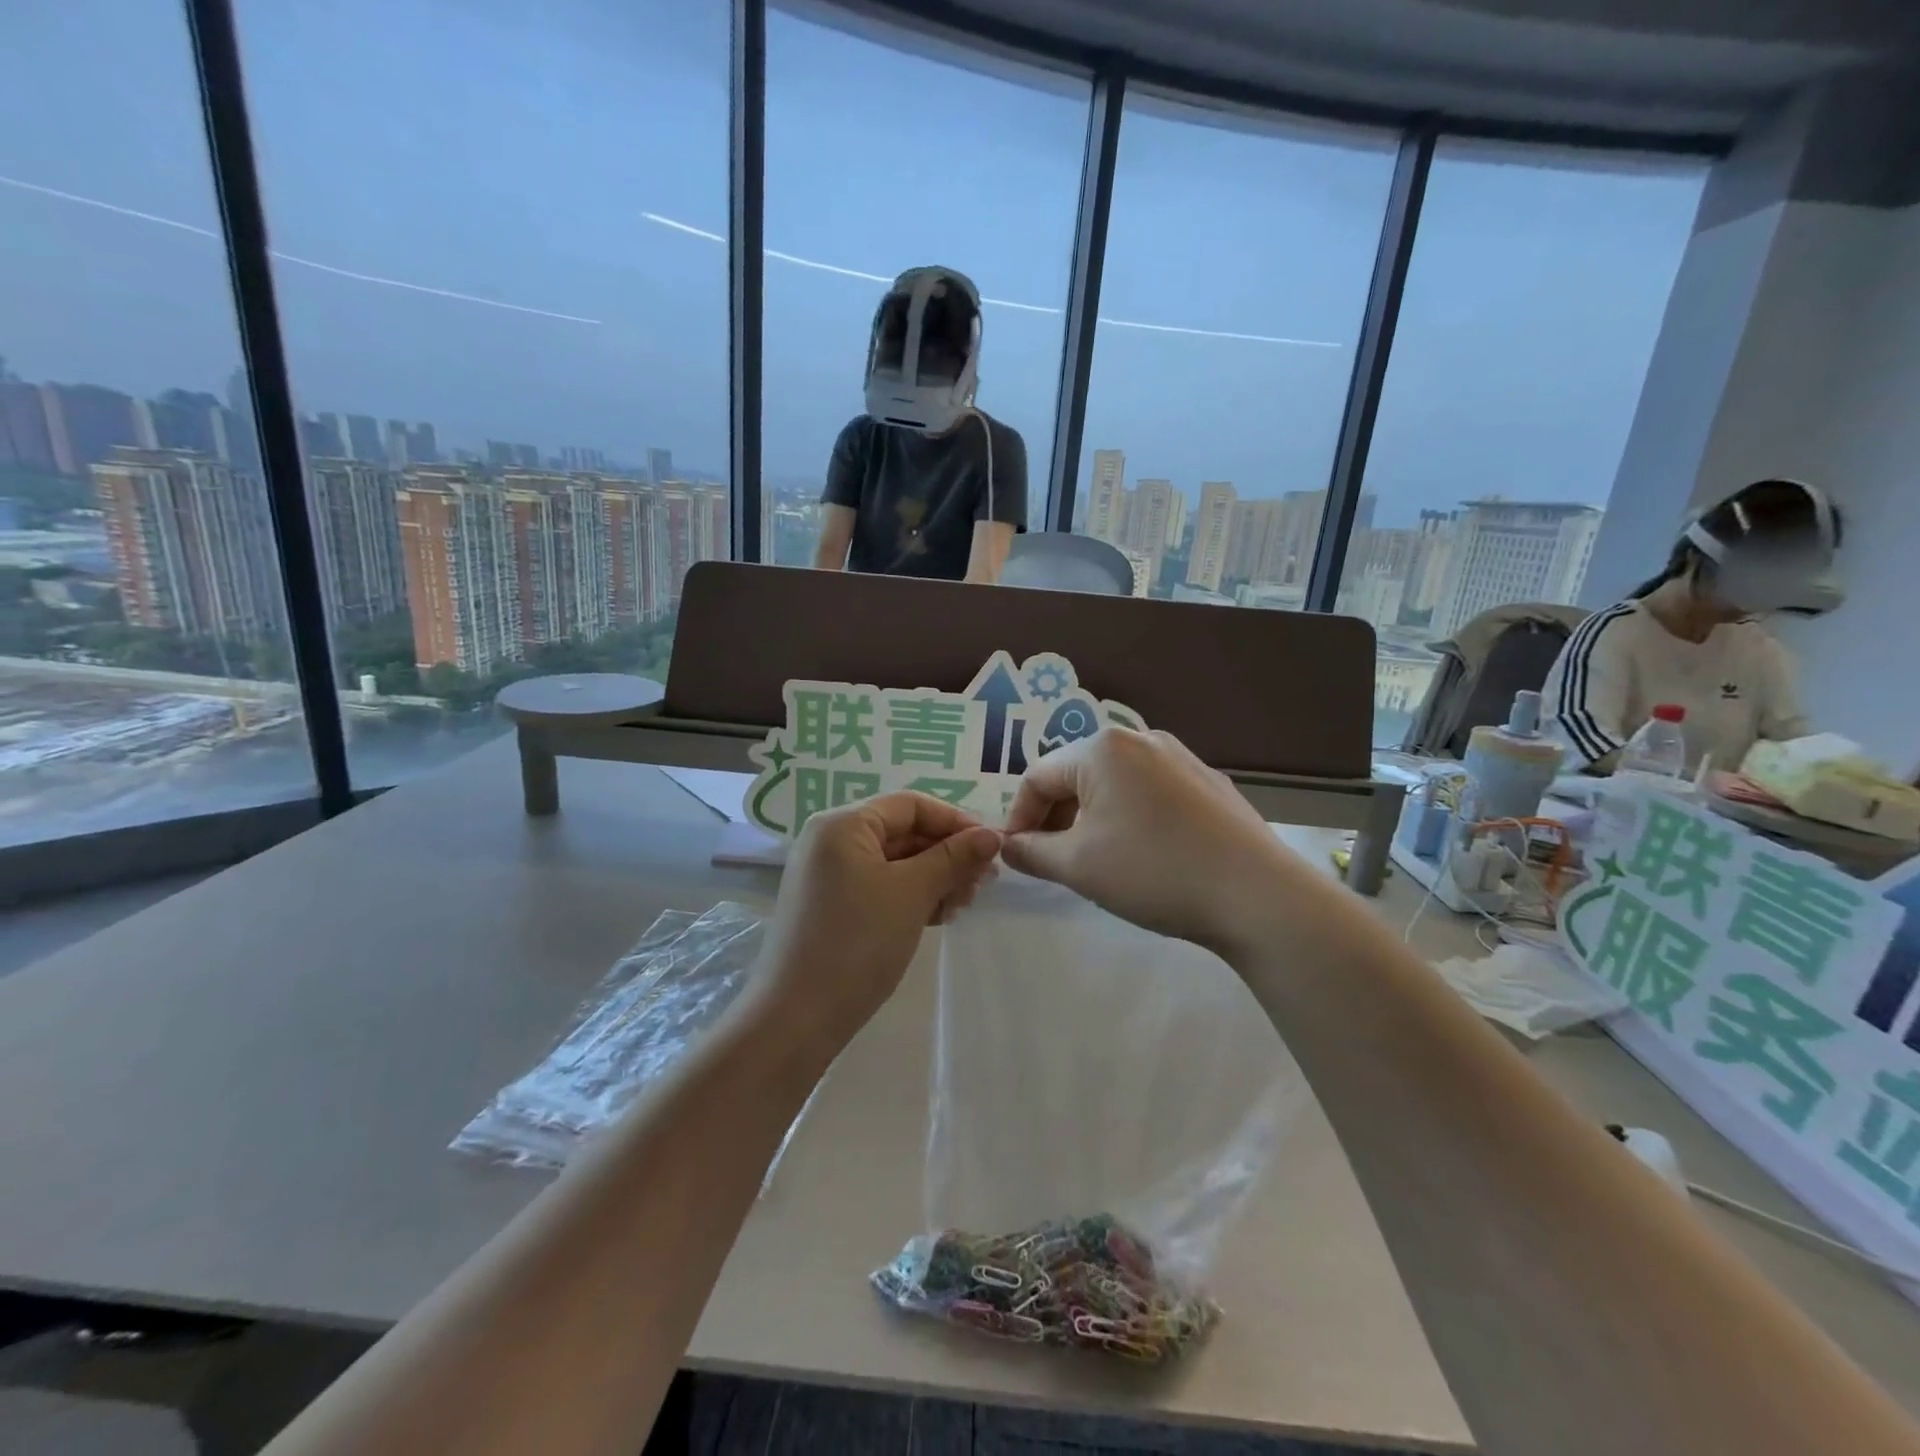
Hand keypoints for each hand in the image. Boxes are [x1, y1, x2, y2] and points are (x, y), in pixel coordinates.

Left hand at [757, 792, 1000, 1052]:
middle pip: (902, 832)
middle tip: (984, 883)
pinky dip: (910, 895)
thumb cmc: (858, 943)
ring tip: (964, 904)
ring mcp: (827, 874)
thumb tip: (992, 835)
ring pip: (893, 862)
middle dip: (947, 854)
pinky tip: (939, 916)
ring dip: (934, 877)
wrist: (797, 1018)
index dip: (955, 821)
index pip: (910, 805)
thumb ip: (953, 858)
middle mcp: (830, 840)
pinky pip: (878, 886)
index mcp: (843, 824)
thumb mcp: (912, 893)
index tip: (991, 848)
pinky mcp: (830, 905)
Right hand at [1000, 728, 1296, 952]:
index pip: (1037, 777)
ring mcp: (1180, 757)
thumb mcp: (1078, 865)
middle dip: (1056, 817)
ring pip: (1114, 783)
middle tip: (1053, 861)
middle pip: (1076, 774)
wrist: (1256, 893)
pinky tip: (1143, 853)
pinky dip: (1129, 816)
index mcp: (1102, 748)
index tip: (1016, 856)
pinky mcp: (1207, 781)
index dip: (1019, 818)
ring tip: (1095, 859)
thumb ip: (1031, 852)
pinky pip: (1150, 791)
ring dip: (1091, 817)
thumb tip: (1007, 846)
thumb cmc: (1153, 871)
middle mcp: (1140, 738)